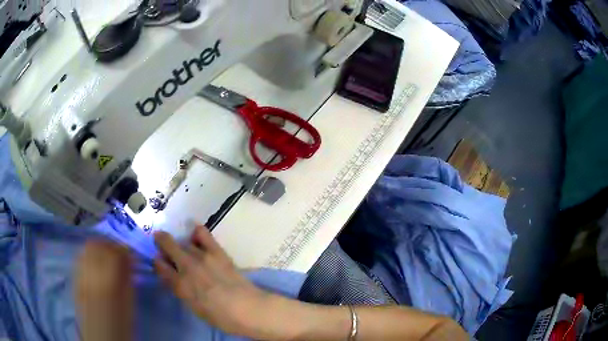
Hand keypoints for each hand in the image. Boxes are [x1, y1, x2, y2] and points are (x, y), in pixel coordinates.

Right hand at [153, 225, 270, 336]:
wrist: (247, 309)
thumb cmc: (220, 317)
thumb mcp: (194, 307)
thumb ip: (181, 290)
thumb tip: (174, 278)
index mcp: (179, 285)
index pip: (160, 266)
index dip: (158, 263)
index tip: (160, 263)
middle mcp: (186, 266)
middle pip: (167, 245)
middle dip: (161, 242)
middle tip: (162, 244)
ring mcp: (202, 256)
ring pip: (184, 242)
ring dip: (180, 244)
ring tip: (182, 247)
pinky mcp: (217, 251)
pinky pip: (203, 234)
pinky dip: (196, 232)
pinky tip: (195, 235)